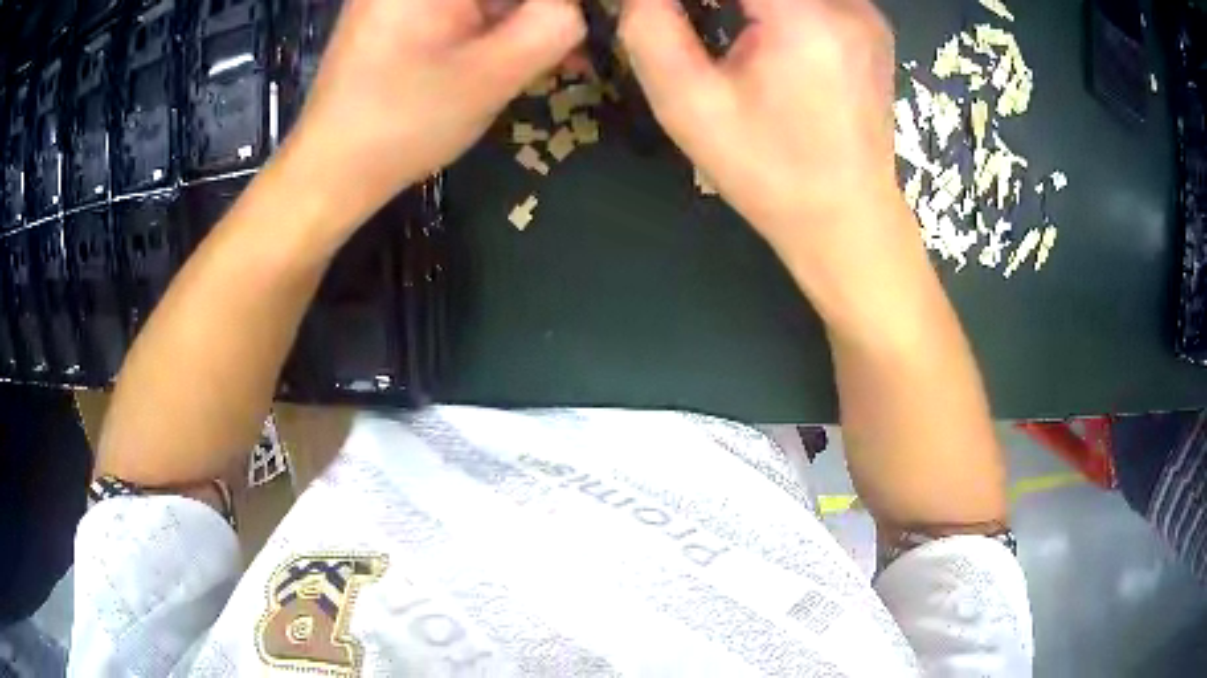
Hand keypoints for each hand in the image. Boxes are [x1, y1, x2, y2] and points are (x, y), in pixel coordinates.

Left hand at [282, 0, 585, 228]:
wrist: (332, 169)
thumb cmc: (403, 124)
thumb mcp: (491, 76)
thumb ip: (551, 27)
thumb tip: (577, 8)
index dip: (555, 5)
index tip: (586, 21)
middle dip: (543, 11)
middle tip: (573, 46)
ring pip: (487, 0)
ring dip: (525, 18)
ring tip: (559, 55)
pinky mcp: (403, 12)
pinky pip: (466, 9)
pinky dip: (498, 26)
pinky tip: (519, 54)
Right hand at [620, 0, 903, 262]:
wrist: (847, 218)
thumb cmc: (767, 171)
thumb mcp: (689, 105)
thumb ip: (650, 29)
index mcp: (803, 17)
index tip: (668, 12)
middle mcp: (846, 3)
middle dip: (716, 0)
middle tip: (689, 21)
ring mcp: (865, 11)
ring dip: (744, 1)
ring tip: (720, 27)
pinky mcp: (870, 25)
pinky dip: (774, 4)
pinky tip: (760, 28)